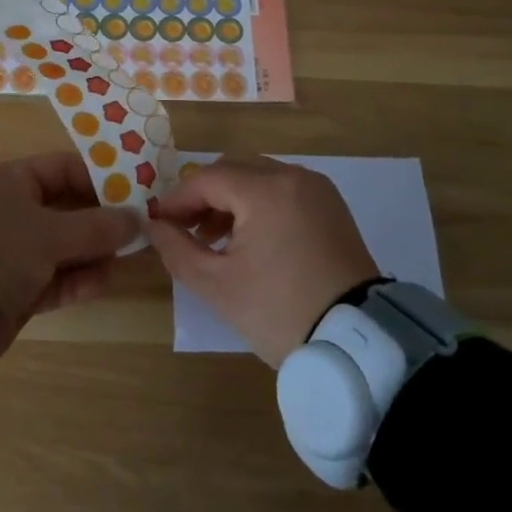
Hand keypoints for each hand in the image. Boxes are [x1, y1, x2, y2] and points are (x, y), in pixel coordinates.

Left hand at [0, 152, 140, 359]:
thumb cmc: (0, 249)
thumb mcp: (51, 233)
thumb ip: (98, 226)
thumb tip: (138, 218)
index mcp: (12, 182)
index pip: (63, 169)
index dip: (100, 177)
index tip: (134, 191)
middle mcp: (12, 211)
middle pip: (67, 209)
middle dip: (101, 220)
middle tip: (139, 227)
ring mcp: (13, 250)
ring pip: (64, 245)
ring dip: (93, 252)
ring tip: (127, 255)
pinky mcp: (16, 286)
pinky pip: (54, 276)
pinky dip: (77, 278)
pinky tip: (104, 281)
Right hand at [146, 155, 379, 366]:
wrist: (356, 342)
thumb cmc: (279, 311)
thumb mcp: (216, 285)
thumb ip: (177, 249)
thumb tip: (155, 225)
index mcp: (265, 191)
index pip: (207, 179)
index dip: (177, 199)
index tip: (159, 224)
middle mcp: (293, 177)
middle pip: (233, 169)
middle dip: (204, 196)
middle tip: (186, 231)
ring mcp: (317, 189)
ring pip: (259, 177)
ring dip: (231, 199)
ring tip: (215, 240)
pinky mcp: (332, 206)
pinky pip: (284, 190)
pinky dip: (260, 204)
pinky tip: (250, 239)